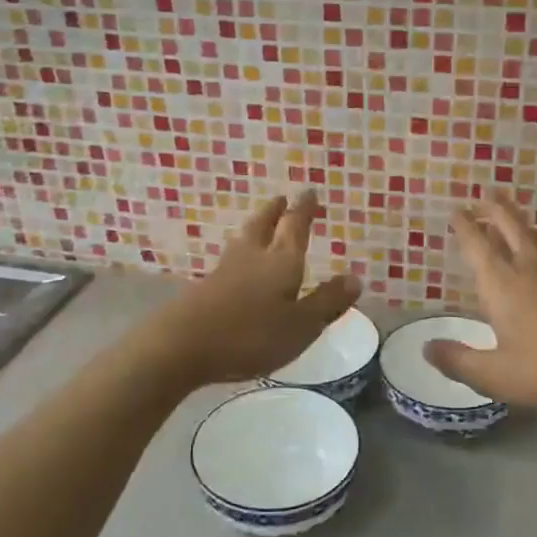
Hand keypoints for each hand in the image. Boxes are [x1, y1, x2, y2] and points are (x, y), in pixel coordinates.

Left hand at [154, 191, 360, 386]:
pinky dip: (239, 253)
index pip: (296, 227)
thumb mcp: (301, 325)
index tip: (309, 191)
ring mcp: (224, 271)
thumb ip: (327, 302)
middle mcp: (252, 257)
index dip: (304, 209)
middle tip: (281, 199)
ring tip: (260, 224)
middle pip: (264, 226)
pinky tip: (236, 264)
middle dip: (275, 212)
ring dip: (255, 228)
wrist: (181, 345)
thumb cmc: (251, 335)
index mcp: (281, 261)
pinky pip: (229, 261)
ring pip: (243, 240)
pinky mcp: (204, 288)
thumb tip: (355, 277)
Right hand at [425, 193, 536, 417]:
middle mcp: (531, 273)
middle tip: (485, 194)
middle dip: (495, 211)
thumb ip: (458, 361)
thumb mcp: (495, 375)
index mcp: (504, 287)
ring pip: (536, 241)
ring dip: (519, 224)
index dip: (465, 228)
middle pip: (512, 230)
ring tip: (511, 217)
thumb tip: (426, 347)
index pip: (479, 247)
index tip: (456, 210)